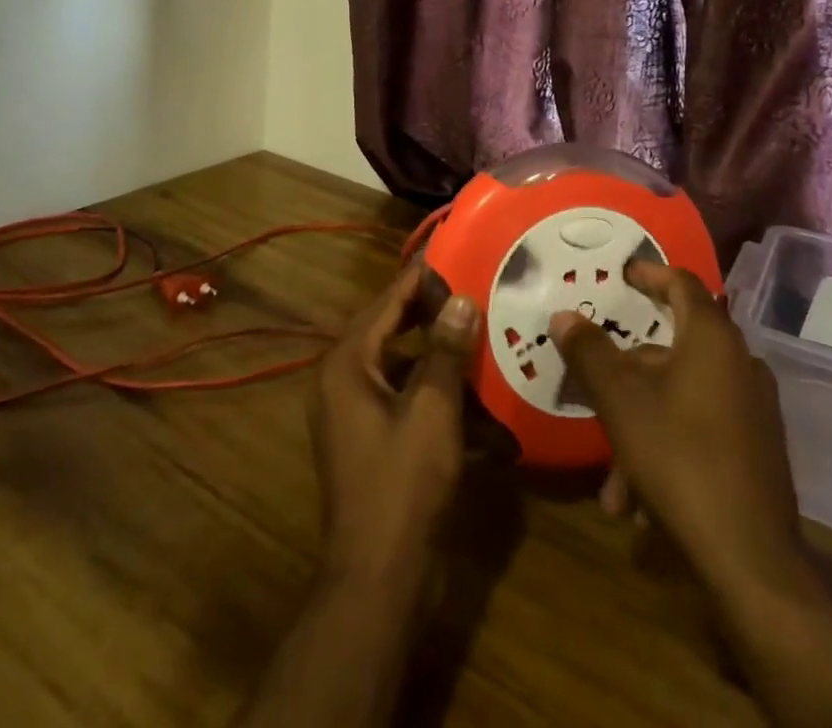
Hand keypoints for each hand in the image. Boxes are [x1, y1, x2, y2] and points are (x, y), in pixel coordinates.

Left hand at [311, 261, 479, 582]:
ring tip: (485, 334)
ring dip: (444, 359)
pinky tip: (483, 399)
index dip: (421, 276)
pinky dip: (441, 398)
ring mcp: (359, 414)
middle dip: (436, 315)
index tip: (454, 249)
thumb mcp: (432, 411)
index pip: (387, 301)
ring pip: (407, 368)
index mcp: (348, 364)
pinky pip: (410, 402)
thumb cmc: (402, 485)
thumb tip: (460, 299)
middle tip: (477, 287)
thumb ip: (447, 352)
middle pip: (395, 331)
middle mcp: (346, 381)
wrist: (379, 581)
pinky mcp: (376, 442)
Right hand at [548, 259, 800, 596]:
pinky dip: (666, 449)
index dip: (649, 273)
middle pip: (672, 350)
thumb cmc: (679, 457)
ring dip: (640, 425)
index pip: (681, 283)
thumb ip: (589, 351)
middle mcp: (739, 363)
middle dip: (627, 375)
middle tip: (595, 387)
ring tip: (611, 478)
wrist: (752, 560)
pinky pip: (701, 431)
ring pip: (681, 398)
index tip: (622, 273)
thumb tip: (564, 315)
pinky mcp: (757, 451)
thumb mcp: (620, 400)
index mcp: (712, 338)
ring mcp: (753, 409)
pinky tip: (639, 502)